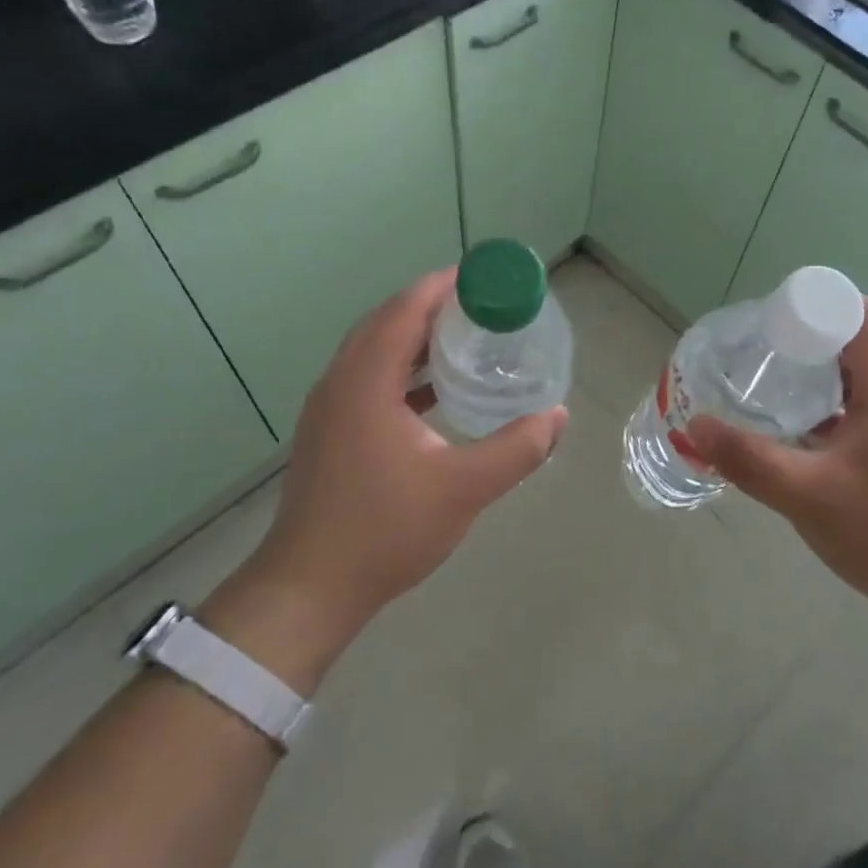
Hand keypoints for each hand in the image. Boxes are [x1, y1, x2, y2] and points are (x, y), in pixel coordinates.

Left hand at [202, 268, 566, 692]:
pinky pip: (368, 378)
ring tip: (464, 338)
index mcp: (365, 381)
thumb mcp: (463, 488)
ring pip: (374, 351)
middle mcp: (340, 382)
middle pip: (386, 322)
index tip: (484, 278)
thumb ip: (516, 449)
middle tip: (482, 307)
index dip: (443, 286)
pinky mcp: (329, 432)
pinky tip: (434, 391)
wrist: (310, 588)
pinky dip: (402, 370)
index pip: (404, 310)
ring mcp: (329, 408)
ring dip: (415, 337)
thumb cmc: (385, 530)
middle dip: (432, 306)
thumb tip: (557, 416)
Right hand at [682, 299, 867, 625]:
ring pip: (850, 378)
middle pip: (852, 342)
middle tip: (753, 351)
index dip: (818, 306)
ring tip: (761, 382)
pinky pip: (849, 409)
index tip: (771, 321)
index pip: (862, 316)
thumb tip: (695, 427)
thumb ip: (749, 460)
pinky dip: (818, 407)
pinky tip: (784, 429)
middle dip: (803, 338)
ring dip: (809, 374)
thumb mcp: (808, 495)